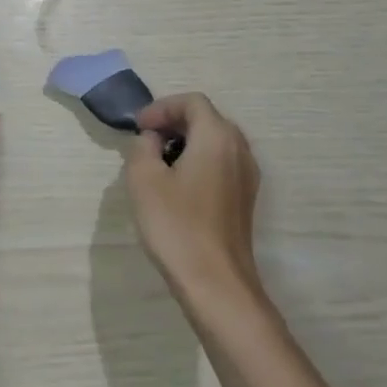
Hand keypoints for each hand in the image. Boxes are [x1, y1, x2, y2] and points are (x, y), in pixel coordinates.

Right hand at [125, 93, 264, 313]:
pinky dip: (199, 161)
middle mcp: (239, 150)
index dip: (162, 107)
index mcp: (217, 137)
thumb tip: (152, 140)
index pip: (192, 102)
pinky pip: (222, 163)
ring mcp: (247, 176)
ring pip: (216, 142)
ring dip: (186, 142)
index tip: (138, 128)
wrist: (216, 283)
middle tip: (146, 140)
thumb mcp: (143, 178)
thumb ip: (142, 146)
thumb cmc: (177, 225)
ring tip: (157, 162)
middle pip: (207, 118)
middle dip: (174, 122)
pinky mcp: (245, 199)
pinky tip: (177, 186)